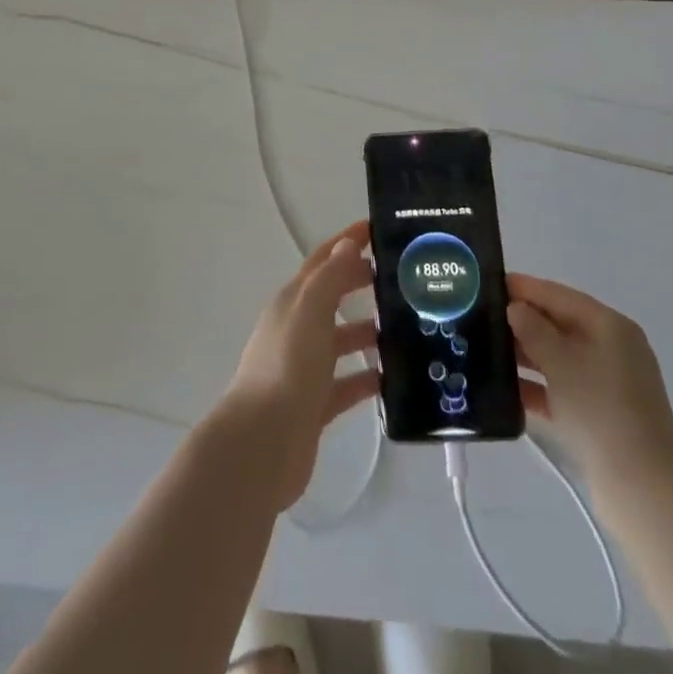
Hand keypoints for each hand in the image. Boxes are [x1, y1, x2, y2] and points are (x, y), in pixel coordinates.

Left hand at [224, 220, 379, 508]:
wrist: (262, 444)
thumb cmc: (287, 367)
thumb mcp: (310, 311)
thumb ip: (330, 277)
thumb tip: (348, 243)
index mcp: (293, 301)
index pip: (323, 260)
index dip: (348, 241)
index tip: (379, 229)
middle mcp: (298, 328)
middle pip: (333, 297)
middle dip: (362, 283)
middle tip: (405, 279)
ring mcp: (305, 368)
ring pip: (342, 340)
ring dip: (369, 331)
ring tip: (410, 329)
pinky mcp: (315, 405)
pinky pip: (347, 384)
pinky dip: (368, 378)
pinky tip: (396, 378)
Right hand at [506, 274, 672, 493]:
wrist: (642, 490)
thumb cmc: (601, 410)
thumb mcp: (561, 362)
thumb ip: (533, 329)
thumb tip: (514, 308)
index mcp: (609, 326)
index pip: (558, 295)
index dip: (523, 287)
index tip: (487, 284)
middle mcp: (610, 348)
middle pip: (557, 325)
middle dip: (520, 323)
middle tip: (479, 319)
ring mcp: (606, 384)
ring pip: (557, 358)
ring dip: (524, 356)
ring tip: (484, 353)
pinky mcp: (598, 415)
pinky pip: (561, 389)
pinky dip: (536, 388)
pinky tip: (504, 392)